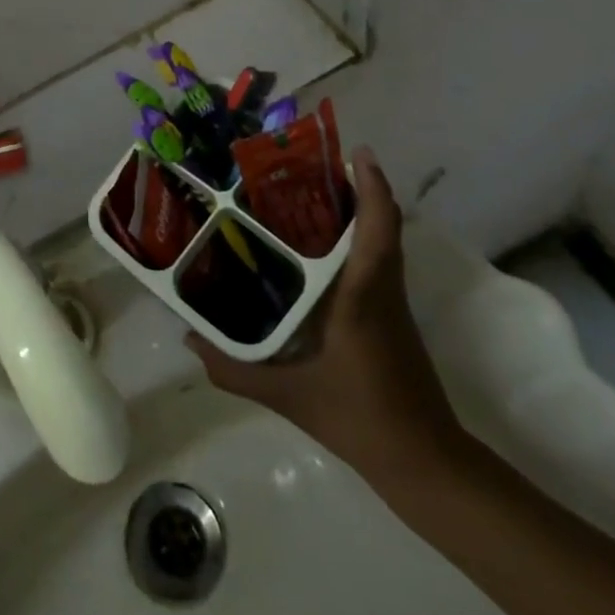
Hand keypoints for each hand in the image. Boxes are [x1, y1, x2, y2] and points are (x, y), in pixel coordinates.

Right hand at [186, 148, 463, 485]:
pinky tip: (319, 248)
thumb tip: (189, 338)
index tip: (356, 151)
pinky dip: (359, 238)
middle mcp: (383, 289)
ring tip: (309, 194)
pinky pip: (379, 261)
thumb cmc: (360, 418)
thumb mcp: (288, 394)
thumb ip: (234, 369)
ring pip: (383, 240)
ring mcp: (392, 304)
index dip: (371, 186)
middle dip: (357, 187)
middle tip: (310, 166)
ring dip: (359, 211)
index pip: (378, 227)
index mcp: (363, 294)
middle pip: (383, 224)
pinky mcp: (392, 317)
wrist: (425, 463)